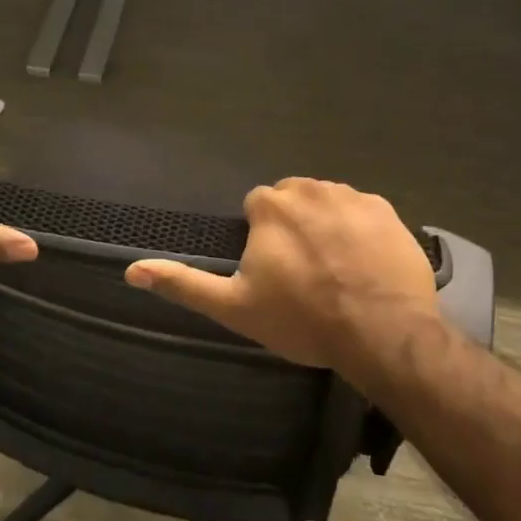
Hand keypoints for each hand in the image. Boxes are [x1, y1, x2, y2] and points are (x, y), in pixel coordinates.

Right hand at [124, 178, 440, 372]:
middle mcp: (311, 188)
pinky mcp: (389, 211)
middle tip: (304, 272)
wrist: (383, 332)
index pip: (257, 207)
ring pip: (328, 203)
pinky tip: (365, 265)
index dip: (262, 239)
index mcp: (271, 205)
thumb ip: (184, 284)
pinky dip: (360, 231)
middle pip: (293, 201)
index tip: (273, 271)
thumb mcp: (234, 307)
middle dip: (293, 227)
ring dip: (326, 226)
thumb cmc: (303, 319)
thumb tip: (131, 270)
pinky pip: (364, 213)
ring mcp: (354, 197)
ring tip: (336, 270)